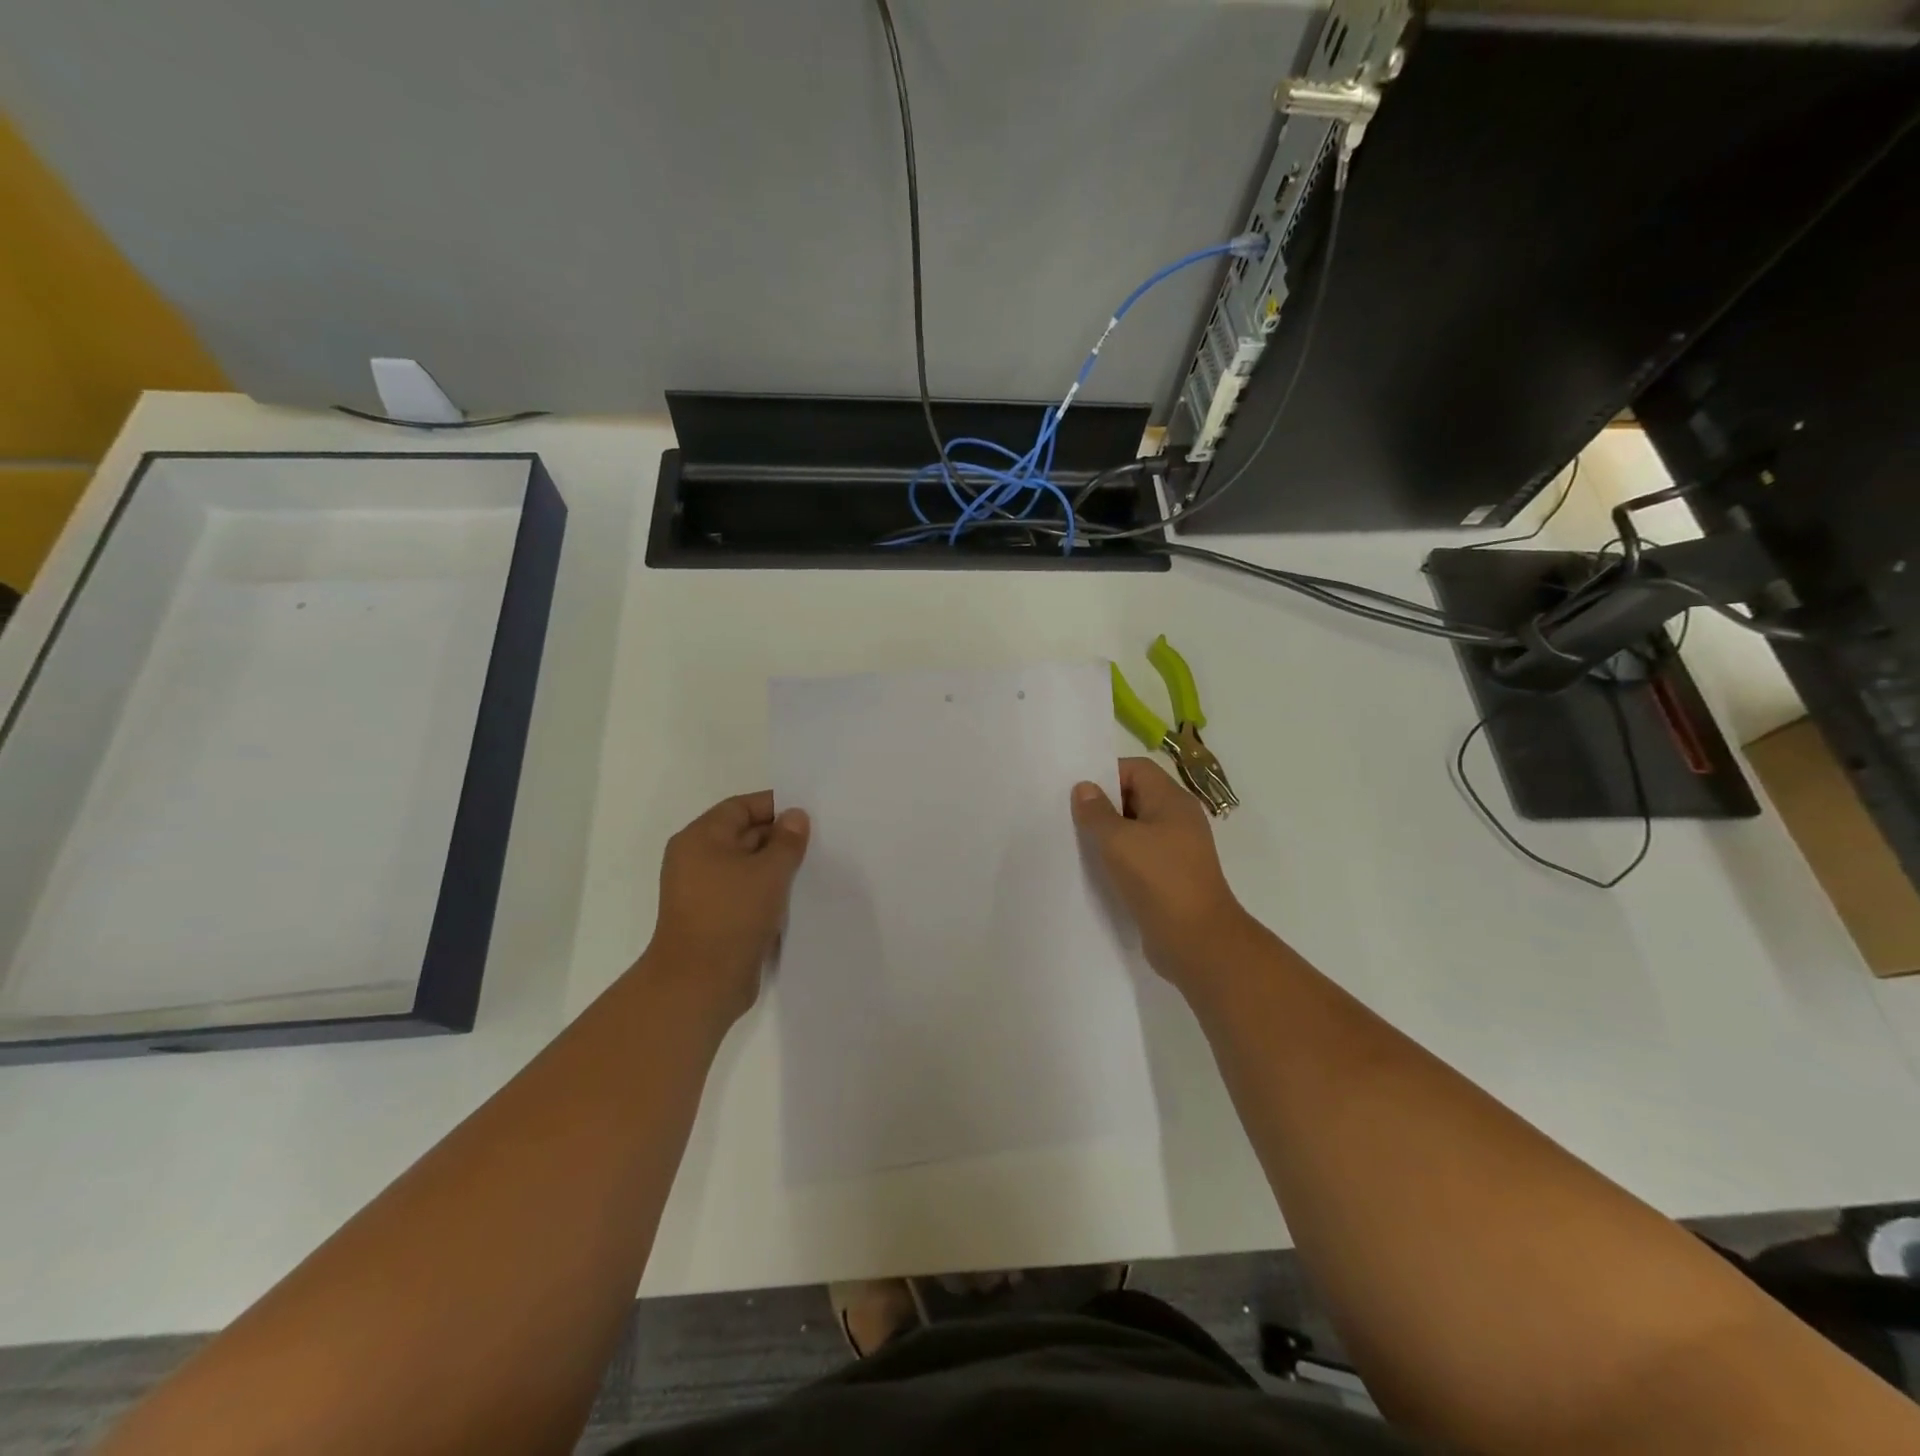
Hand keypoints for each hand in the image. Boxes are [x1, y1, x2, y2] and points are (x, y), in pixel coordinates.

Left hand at [643, 791, 810, 1026]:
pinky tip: (796, 895)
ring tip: (813, 866)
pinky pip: (745, 892)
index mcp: (700, 838)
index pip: (740, 807)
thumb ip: (787, 840)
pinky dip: (768, 890)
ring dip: (776, 866)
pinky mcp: (714, 918)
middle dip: (779, 837)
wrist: (700, 984)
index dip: (774, 806)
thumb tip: (795, 816)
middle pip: (743, 834)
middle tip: (819, 840)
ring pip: (747, 866)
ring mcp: (704, 891)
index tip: (809, 812)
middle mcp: (697, 859)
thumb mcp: (769, 871)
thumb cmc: (732, 915)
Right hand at [1072, 757, 1253, 994]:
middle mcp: (1178, 820)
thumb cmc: (1158, 879)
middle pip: (1136, 797)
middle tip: (1069, 816)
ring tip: (1077, 842)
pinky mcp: (1170, 878)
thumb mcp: (1118, 840)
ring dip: (1109, 835)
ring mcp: (1177, 851)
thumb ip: (1096, 812)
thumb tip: (1084, 788)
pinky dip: (1119, 859)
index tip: (1077, 791)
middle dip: (1103, 804)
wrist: (1197, 940)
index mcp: (1172, 801)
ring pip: (1136, 830)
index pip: (1137, 769)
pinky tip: (1096, 870)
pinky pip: (1140, 857)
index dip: (1107, 774)